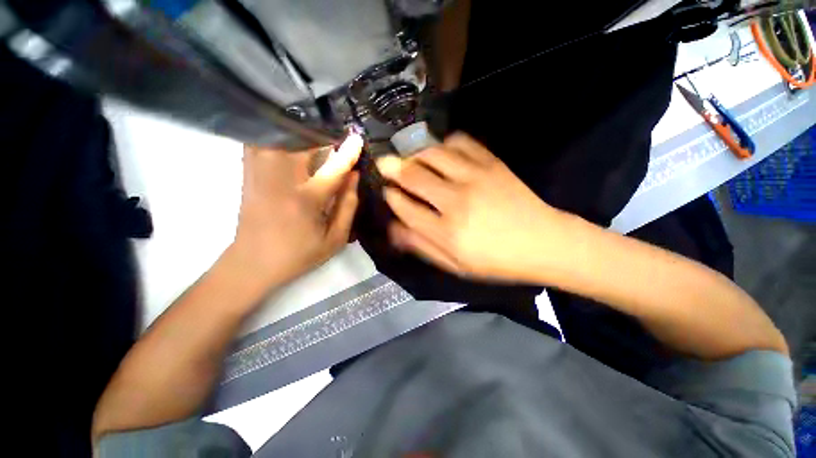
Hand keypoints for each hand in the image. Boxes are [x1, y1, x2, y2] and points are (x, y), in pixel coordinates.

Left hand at [232, 134, 362, 284]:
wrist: (253, 263)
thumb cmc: (300, 254)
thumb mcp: (335, 239)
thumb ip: (348, 207)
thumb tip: (354, 177)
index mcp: (306, 201)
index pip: (332, 170)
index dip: (348, 154)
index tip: (358, 139)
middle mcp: (281, 182)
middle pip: (302, 146)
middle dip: (323, 137)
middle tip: (337, 138)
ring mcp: (260, 175)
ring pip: (279, 139)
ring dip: (300, 134)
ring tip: (316, 137)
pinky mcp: (248, 174)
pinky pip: (261, 144)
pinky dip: (276, 136)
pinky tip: (289, 139)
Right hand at [376, 133, 571, 282]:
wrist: (544, 243)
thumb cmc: (496, 260)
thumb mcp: (455, 264)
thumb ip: (422, 246)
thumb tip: (393, 229)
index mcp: (446, 232)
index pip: (405, 207)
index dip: (390, 197)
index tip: (385, 192)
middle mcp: (456, 200)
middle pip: (413, 175)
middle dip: (392, 168)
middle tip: (383, 164)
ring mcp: (475, 177)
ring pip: (432, 153)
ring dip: (415, 154)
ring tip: (409, 157)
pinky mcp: (491, 163)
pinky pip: (460, 142)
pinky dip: (444, 143)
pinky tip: (440, 151)